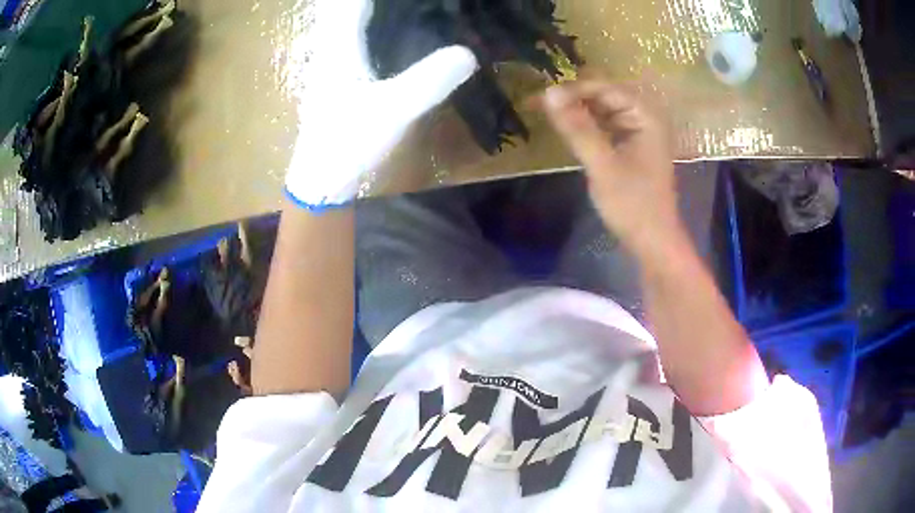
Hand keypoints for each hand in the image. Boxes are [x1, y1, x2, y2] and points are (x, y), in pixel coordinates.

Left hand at [285, 0, 477, 208]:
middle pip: (345, 9)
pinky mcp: (334, 79)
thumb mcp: (394, 110)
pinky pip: (350, 39)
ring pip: (345, 23)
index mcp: (339, 47)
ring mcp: (328, 64)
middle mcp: (329, 49)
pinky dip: (368, 29)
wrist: (320, 180)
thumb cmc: (348, 143)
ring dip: (369, 12)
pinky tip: (388, 36)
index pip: (354, 2)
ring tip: (404, 12)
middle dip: (371, 4)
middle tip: (412, 6)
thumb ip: (430, 80)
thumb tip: (470, 52)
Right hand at [540, 80, 681, 259]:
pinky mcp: (631, 148)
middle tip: (539, 103)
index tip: (543, 97)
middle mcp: (644, 118)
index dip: (574, 89)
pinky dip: (586, 126)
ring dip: (578, 110)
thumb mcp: (602, 165)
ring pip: (604, 110)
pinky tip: (568, 129)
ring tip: (548, 113)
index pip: (606, 88)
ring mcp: (639, 133)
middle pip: (605, 95)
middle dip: (574, 97)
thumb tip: (548, 93)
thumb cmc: (633, 204)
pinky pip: (606, 126)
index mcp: (646, 116)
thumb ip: (577, 128)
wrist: (653, 242)